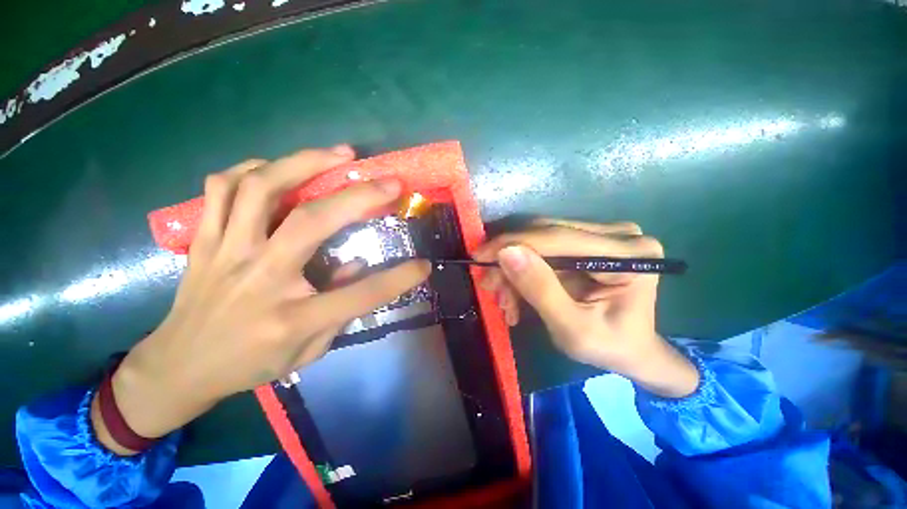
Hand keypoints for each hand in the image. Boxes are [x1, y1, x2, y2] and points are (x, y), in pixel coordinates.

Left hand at [92, 145, 429, 454]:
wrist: (178, 366)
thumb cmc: (250, 364)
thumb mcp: (307, 352)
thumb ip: (340, 309)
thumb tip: (358, 264)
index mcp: (290, 318)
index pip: (358, 295)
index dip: (398, 278)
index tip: (423, 265)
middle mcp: (259, 278)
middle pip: (311, 223)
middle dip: (358, 196)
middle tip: (388, 180)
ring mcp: (225, 253)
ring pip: (260, 189)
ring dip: (305, 163)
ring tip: (338, 154)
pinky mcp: (203, 241)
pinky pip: (222, 189)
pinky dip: (253, 169)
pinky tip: (277, 168)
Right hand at [474, 219, 697, 397]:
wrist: (630, 350)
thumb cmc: (609, 347)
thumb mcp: (572, 329)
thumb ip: (540, 289)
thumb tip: (507, 252)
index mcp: (628, 255)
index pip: (558, 238)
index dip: (513, 244)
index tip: (479, 256)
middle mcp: (618, 235)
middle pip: (545, 235)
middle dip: (509, 260)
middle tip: (488, 286)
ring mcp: (602, 235)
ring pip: (538, 241)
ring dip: (514, 269)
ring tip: (504, 301)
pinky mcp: (586, 242)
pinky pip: (543, 249)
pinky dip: (524, 271)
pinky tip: (515, 295)